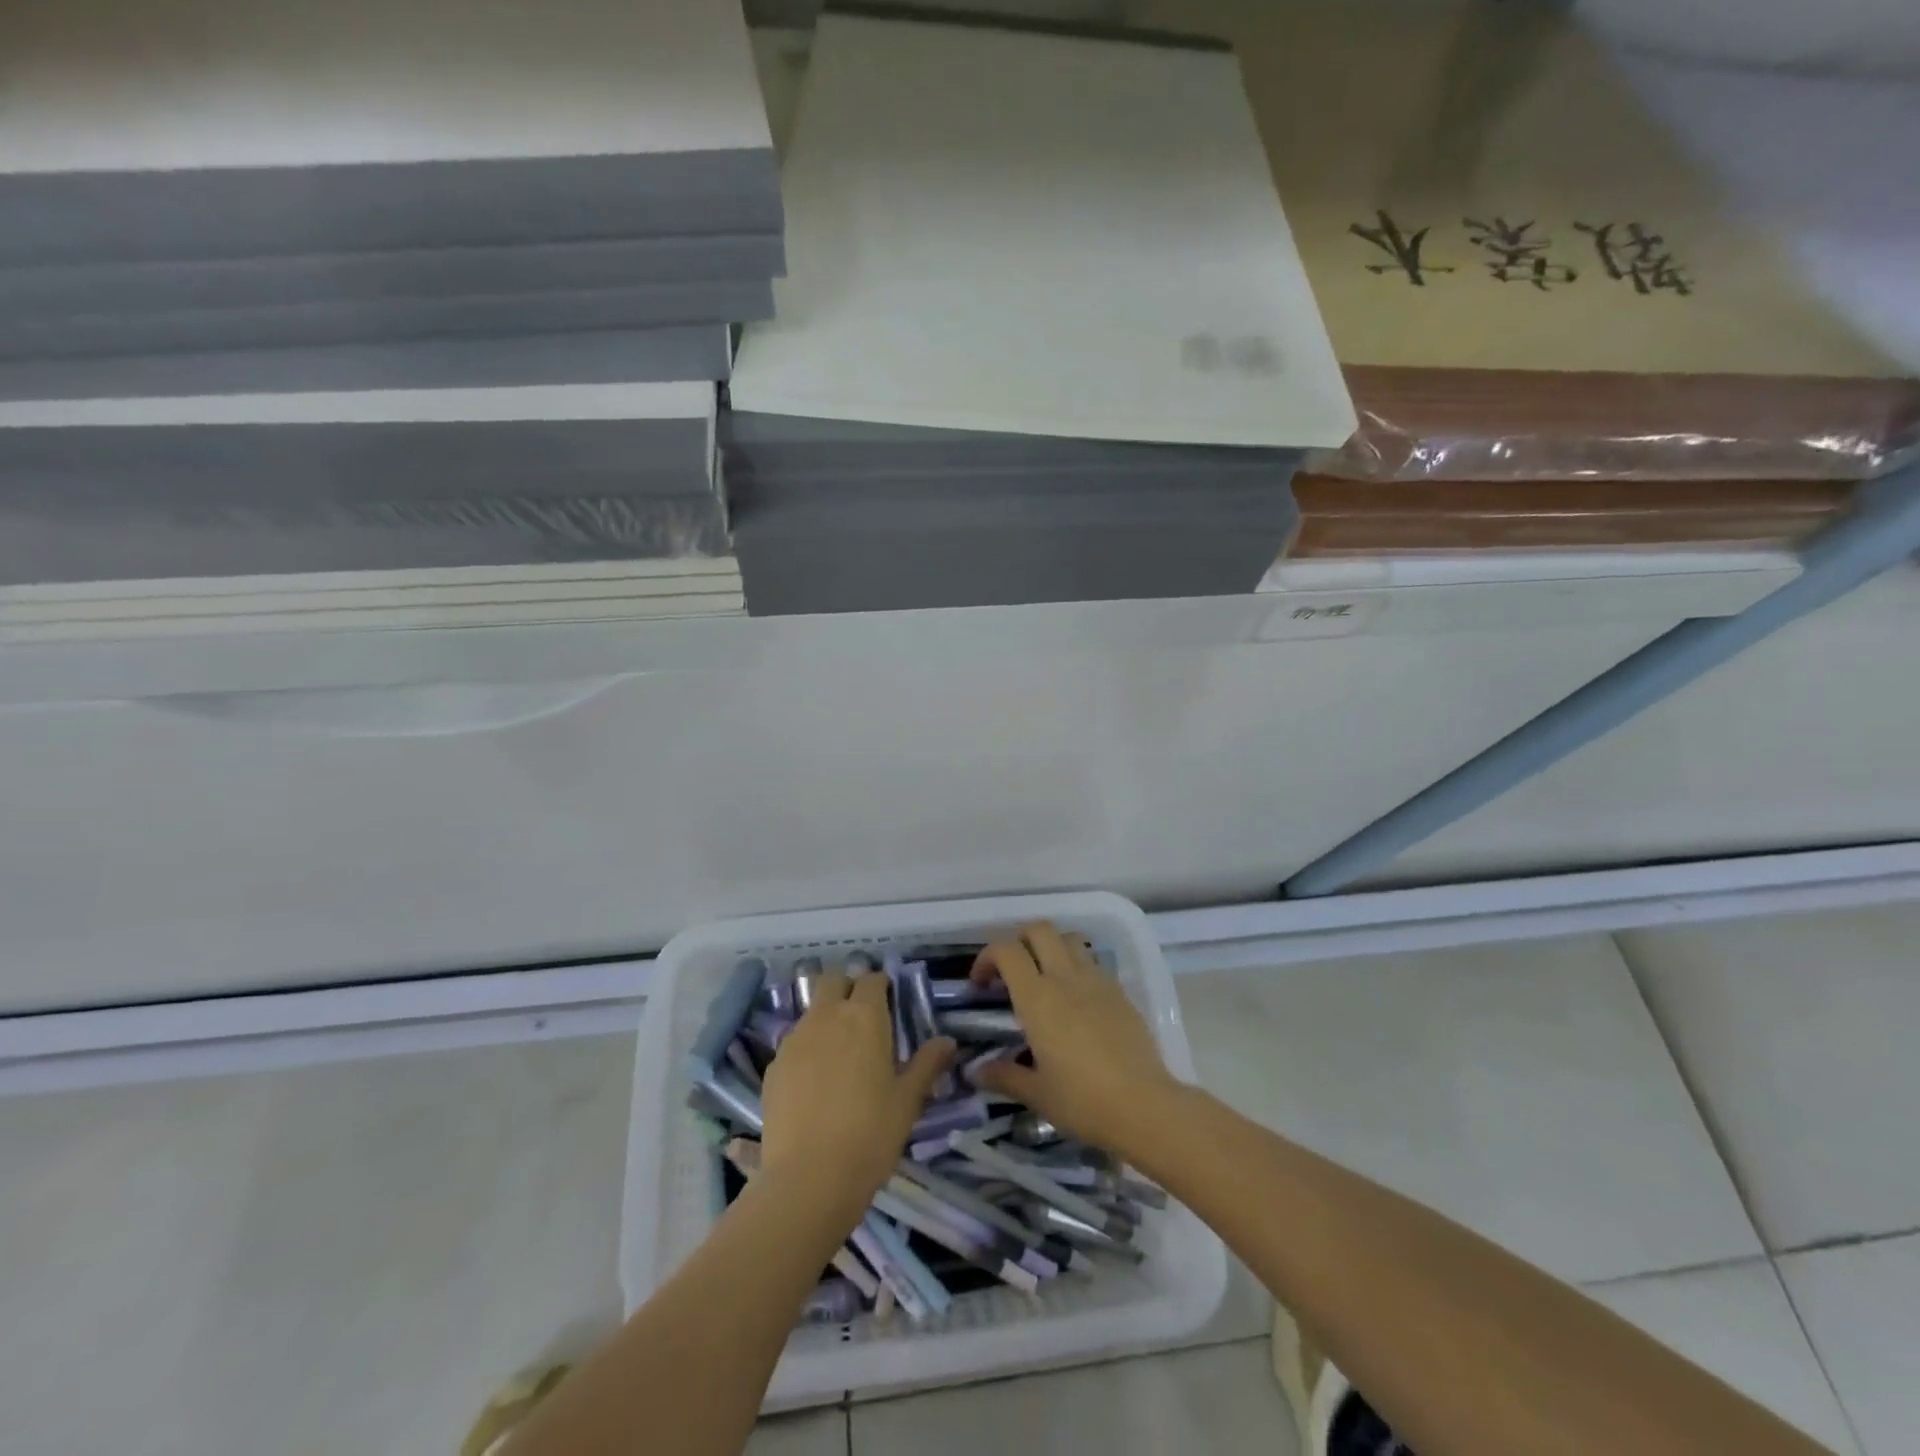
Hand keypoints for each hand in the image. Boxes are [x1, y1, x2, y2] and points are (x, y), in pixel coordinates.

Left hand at [759, 971, 954, 1223]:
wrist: (809, 1179)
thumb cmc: (870, 1134)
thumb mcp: (908, 1100)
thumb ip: (927, 1064)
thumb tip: (948, 1041)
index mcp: (864, 1017)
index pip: (871, 979)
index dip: (880, 985)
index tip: (889, 1001)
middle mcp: (826, 1016)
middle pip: (833, 981)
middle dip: (847, 988)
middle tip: (862, 1016)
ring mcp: (795, 1039)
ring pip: (811, 1010)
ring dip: (826, 1017)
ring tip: (839, 1052)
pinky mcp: (773, 1066)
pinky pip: (794, 1043)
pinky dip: (807, 1048)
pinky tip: (815, 1082)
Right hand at [970, 922, 1179, 1153]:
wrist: (1145, 1106)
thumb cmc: (1082, 1101)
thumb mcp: (1037, 1094)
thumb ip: (1003, 1076)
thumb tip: (976, 1071)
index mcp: (1037, 998)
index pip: (1007, 951)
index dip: (987, 958)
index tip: (981, 984)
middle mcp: (1065, 978)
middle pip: (1039, 929)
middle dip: (1019, 940)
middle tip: (1011, 971)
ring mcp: (1097, 981)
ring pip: (1069, 939)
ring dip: (1050, 947)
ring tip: (1044, 978)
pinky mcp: (1120, 992)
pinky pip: (1092, 963)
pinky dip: (1076, 967)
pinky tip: (1076, 1001)